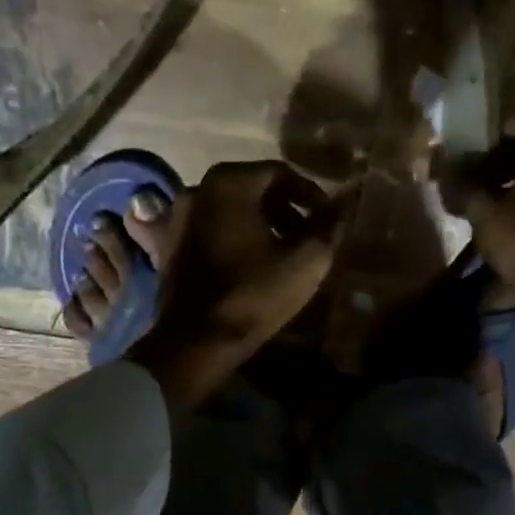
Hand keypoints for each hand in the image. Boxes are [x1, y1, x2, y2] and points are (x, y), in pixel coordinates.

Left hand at [128, 161, 340, 410]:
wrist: (195, 341)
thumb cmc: (253, 294)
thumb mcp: (305, 260)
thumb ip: (328, 225)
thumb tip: (345, 203)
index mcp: (229, 182)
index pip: (280, 173)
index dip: (311, 194)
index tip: (327, 220)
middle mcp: (197, 189)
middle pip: (253, 189)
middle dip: (286, 210)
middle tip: (309, 237)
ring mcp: (177, 217)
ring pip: (231, 210)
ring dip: (261, 225)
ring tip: (284, 253)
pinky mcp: (168, 244)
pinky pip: (211, 230)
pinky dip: (234, 238)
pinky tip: (251, 265)